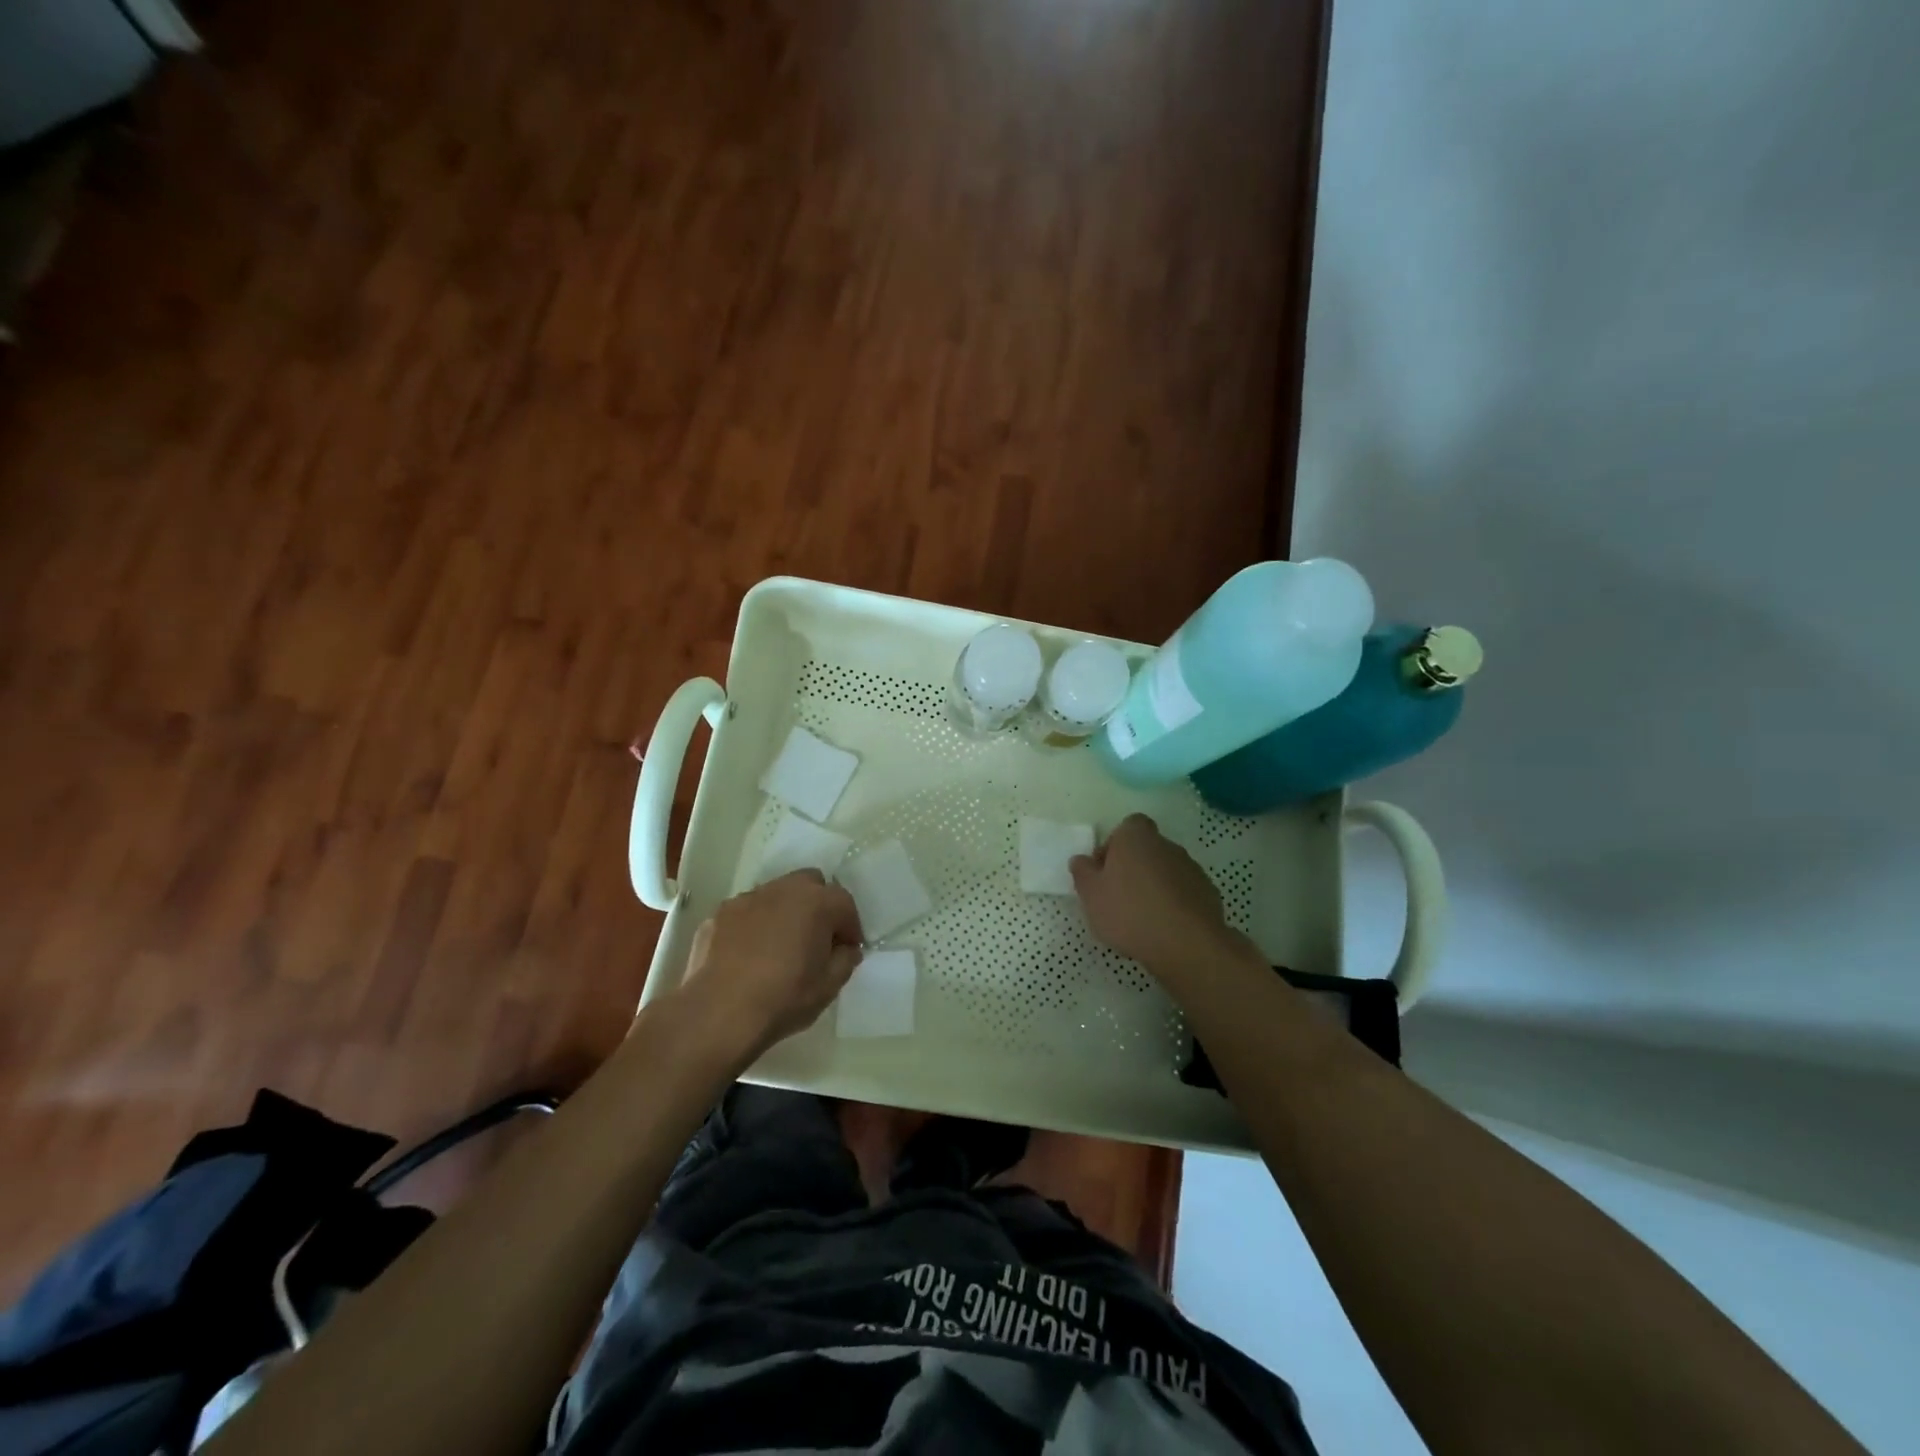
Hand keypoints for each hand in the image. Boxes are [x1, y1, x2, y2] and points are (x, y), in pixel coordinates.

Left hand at [678, 871, 862, 1060]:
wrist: (718, 1013)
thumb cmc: (783, 998)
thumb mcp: (829, 987)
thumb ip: (845, 960)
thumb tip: (845, 949)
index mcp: (816, 902)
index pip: (844, 903)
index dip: (850, 927)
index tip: (847, 950)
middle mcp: (783, 890)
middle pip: (810, 883)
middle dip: (819, 905)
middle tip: (816, 938)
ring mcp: (747, 898)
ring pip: (776, 894)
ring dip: (785, 912)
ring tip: (780, 946)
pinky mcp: (719, 914)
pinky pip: (747, 912)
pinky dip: (754, 924)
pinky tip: (749, 954)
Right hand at [1070, 814, 1242, 975]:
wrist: (1186, 943)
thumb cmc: (1129, 912)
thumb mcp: (1091, 894)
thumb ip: (1082, 872)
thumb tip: (1081, 860)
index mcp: (1136, 836)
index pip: (1127, 827)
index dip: (1114, 846)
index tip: (1105, 872)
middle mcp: (1166, 844)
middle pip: (1146, 849)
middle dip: (1133, 868)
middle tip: (1118, 897)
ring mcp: (1191, 868)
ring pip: (1165, 872)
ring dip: (1154, 887)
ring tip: (1141, 918)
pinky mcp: (1208, 893)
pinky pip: (1183, 893)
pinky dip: (1173, 904)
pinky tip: (1164, 928)